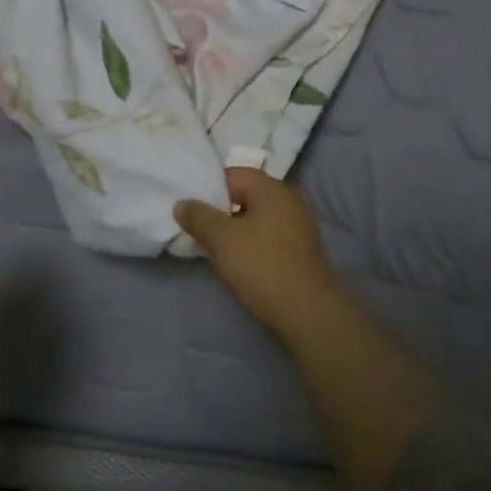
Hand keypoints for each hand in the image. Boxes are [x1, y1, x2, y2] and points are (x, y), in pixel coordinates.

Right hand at [175, 168, 345, 346]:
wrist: (309, 315)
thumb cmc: (262, 267)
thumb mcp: (221, 239)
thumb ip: (199, 217)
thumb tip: (182, 203)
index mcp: (273, 189)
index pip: (234, 174)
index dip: (208, 187)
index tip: (189, 207)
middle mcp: (289, 202)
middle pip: (245, 197)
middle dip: (218, 212)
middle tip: (195, 228)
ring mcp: (298, 228)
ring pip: (255, 220)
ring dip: (232, 232)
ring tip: (210, 249)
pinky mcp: (300, 252)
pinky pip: (267, 239)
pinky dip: (249, 246)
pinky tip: (235, 265)